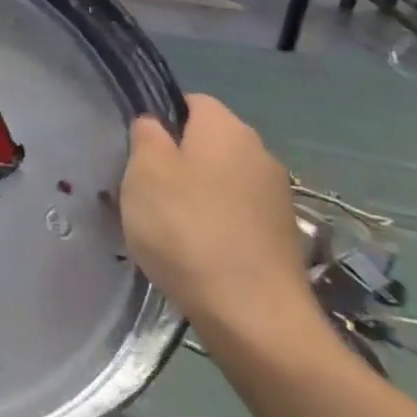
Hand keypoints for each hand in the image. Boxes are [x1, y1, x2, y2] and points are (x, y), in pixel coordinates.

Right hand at [119, 94, 319, 340]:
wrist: (252, 315)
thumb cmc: (187, 228)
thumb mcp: (144, 171)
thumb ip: (146, 136)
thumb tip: (155, 125)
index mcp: (226, 129)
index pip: (190, 101)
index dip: (160, 118)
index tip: (135, 148)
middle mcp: (259, 153)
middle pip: (207, 142)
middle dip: (175, 159)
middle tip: (141, 188)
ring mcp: (276, 197)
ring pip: (220, 180)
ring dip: (193, 194)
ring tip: (162, 224)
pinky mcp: (282, 237)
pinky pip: (235, 214)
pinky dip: (212, 224)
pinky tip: (191, 251)